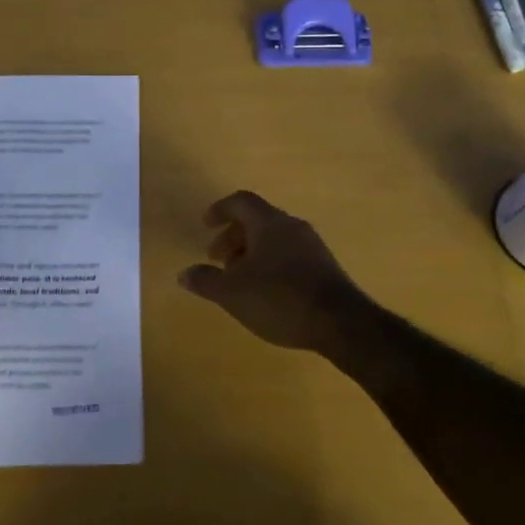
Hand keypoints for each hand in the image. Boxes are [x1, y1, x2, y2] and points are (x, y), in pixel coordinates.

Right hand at [177, 191, 368, 355]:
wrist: (341, 323)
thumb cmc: (280, 299)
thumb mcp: (233, 293)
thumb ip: (206, 281)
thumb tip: (184, 273)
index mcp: (269, 223)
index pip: (241, 201)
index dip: (220, 210)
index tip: (205, 225)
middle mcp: (292, 226)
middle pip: (257, 220)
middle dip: (233, 237)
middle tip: (216, 260)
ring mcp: (312, 246)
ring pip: (274, 238)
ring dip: (251, 252)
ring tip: (238, 280)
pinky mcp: (324, 267)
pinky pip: (289, 254)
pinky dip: (270, 263)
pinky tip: (265, 291)